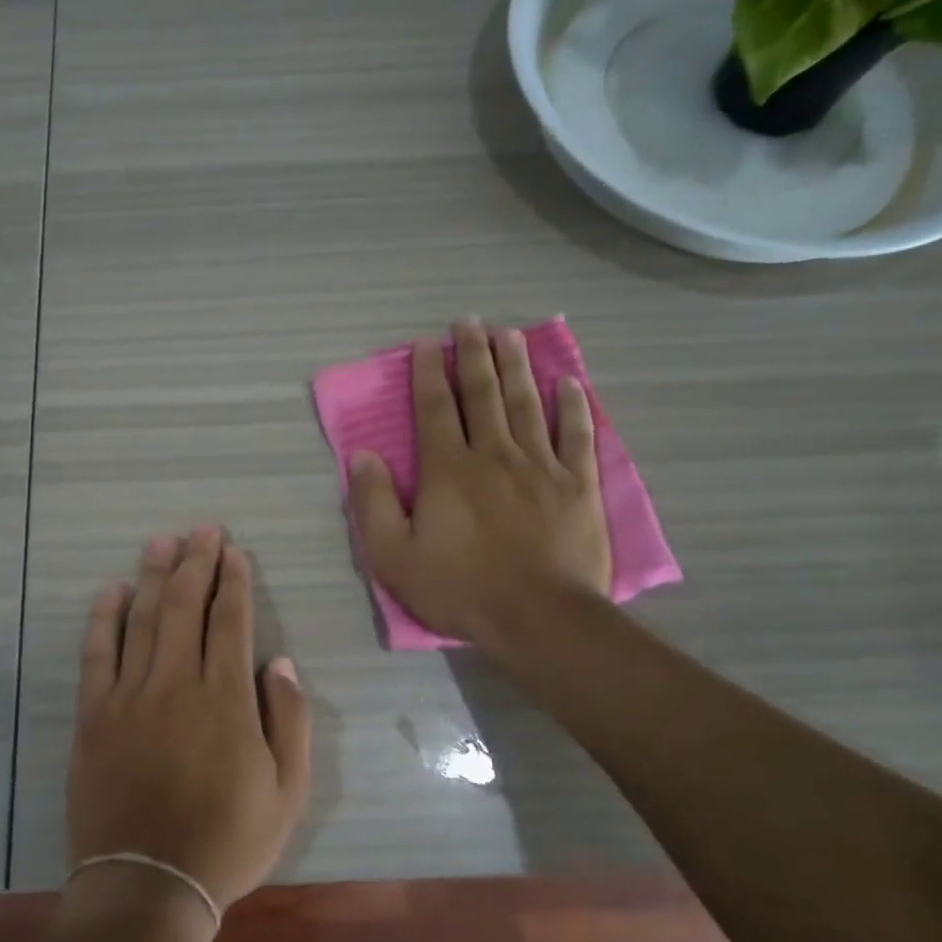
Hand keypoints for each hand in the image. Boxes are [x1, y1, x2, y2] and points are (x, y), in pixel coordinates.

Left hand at [67, 527, 312, 912]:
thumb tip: (280, 662)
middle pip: (184, 607)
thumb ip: (291, 722)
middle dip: (195, 563)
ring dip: (152, 576)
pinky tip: (110, 590)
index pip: (230, 622)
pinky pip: (96, 654)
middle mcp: (176, 685)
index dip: (233, 581)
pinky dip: (103, 618)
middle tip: (202, 530)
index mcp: (226, 700)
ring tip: (161, 542)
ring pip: (141, 620)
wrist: (147, 884)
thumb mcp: (288, 792)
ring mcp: (129, 697)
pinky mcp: (93, 715)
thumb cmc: (227, 841)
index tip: (233, 552)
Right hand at [349, 320, 611, 651]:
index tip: (426, 344)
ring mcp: (541, 466)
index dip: (427, 373)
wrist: (539, 619)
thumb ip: (372, 504)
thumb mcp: (393, 557)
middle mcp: (493, 454)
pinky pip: (577, 435)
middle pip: (482, 394)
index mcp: (447, 469)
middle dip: (473, 355)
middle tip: (470, 323)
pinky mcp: (578, 485)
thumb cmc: (460, 589)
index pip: (433, 408)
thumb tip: (363, 456)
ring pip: (526, 403)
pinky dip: (573, 407)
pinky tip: (568, 383)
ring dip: (516, 366)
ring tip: (510, 335)